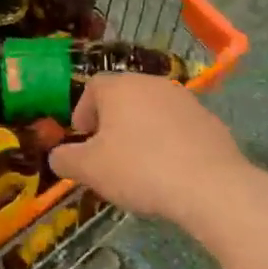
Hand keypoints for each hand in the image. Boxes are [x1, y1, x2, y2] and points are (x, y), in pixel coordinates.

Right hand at [49, 74, 249, 225]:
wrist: (210, 185)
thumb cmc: (139, 169)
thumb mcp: (90, 169)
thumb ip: (65, 159)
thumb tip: (57, 156)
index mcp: (120, 86)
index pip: (93, 88)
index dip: (83, 112)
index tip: (82, 140)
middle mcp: (152, 83)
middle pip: (124, 97)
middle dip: (112, 122)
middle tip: (107, 154)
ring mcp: (185, 100)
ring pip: (152, 111)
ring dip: (141, 131)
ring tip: (140, 165)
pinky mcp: (210, 120)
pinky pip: (179, 127)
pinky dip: (169, 142)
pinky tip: (170, 171)